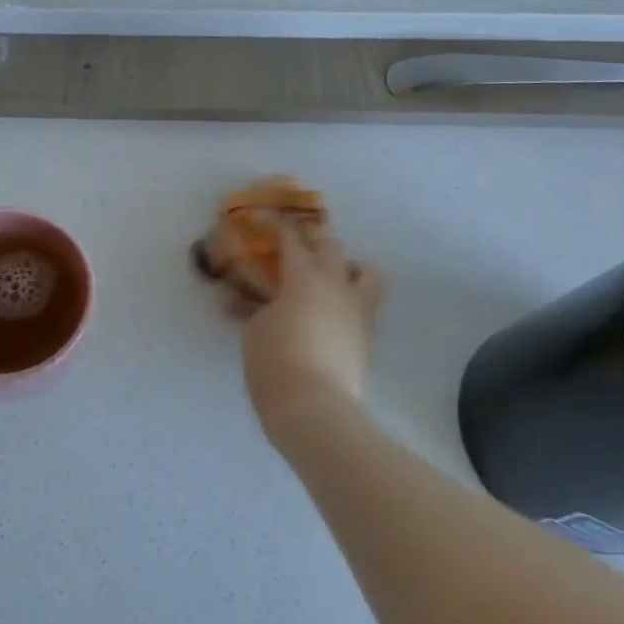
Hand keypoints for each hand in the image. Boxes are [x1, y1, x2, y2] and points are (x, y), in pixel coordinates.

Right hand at [239, 229, 383, 422]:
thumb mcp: (256, 329)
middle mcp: (336, 285)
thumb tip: (260, 300)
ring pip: (364, 270)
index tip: (267, 215)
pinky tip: (334, 307)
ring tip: (332, 272)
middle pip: (330, 246)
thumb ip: (259, 305)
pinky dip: (352, 295)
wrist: (314, 407)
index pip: (291, 240)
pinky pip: (366, 301)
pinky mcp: (366, 335)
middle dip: (313, 235)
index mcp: (304, 277)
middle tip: (298, 234)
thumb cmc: (275, 361)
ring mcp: (357, 309)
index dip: (277, 225)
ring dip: (347, 264)